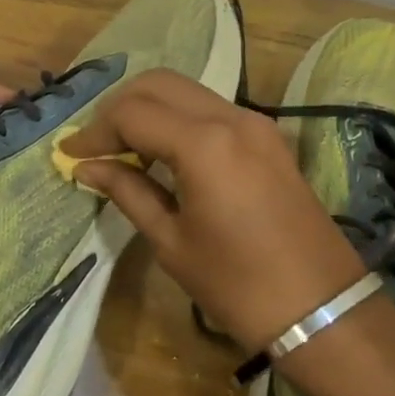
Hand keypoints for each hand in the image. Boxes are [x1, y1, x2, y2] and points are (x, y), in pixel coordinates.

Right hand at [58, 70, 368, 351]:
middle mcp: (230, 117)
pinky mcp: (268, 136)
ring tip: (124, 148)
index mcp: (203, 144)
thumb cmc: (238, 286)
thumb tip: (86, 167)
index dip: (95, 131)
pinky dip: (178, 117)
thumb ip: (127, 191)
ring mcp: (255, 122)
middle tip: (96, 144)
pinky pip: (210, 107)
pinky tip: (162, 151)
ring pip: (185, 90)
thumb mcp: (171, 241)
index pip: (131, 114)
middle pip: (158, 84)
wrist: (324, 311)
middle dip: (119, 107)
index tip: (70, 155)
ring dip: (149, 108)